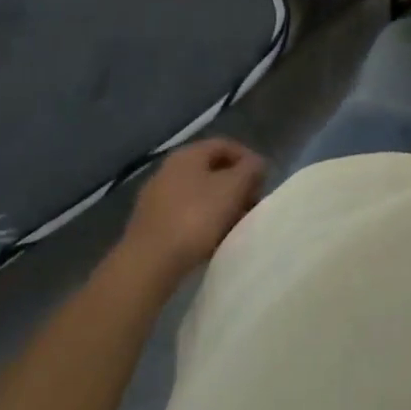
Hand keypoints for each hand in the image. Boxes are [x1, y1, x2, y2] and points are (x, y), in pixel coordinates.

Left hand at [122, 138, 266, 281]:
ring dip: (220, 205)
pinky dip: (202, 222)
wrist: (148, 264)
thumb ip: (250, 170)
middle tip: (251, 205)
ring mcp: (157, 197)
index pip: (225, 145)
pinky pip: (185, 214)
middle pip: (212, 170)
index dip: (248, 159)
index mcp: (188, 154)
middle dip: (235, 185)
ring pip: (199, 193)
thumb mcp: (232, 189)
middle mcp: (169, 169)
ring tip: (235, 226)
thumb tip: (256, 163)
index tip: (263, 181)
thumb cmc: (195, 218)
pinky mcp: (151, 224)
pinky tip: (212, 240)